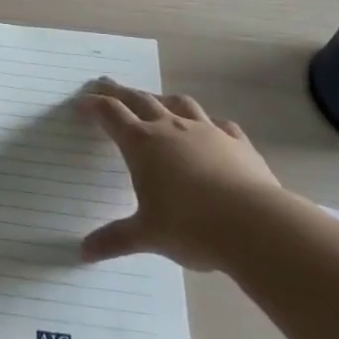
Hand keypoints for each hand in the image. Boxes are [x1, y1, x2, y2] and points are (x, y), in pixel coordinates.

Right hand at [78, 80, 284, 270]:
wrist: (256, 225)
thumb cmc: (191, 227)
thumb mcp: (147, 236)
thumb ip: (115, 239)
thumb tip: (83, 252)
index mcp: (142, 144)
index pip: (111, 114)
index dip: (94, 105)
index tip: (82, 101)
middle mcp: (170, 128)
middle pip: (140, 99)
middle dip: (120, 92)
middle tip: (106, 85)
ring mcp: (206, 131)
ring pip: (179, 103)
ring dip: (162, 99)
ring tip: (155, 100)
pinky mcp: (237, 142)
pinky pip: (219, 124)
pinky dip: (207, 122)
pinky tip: (209, 129)